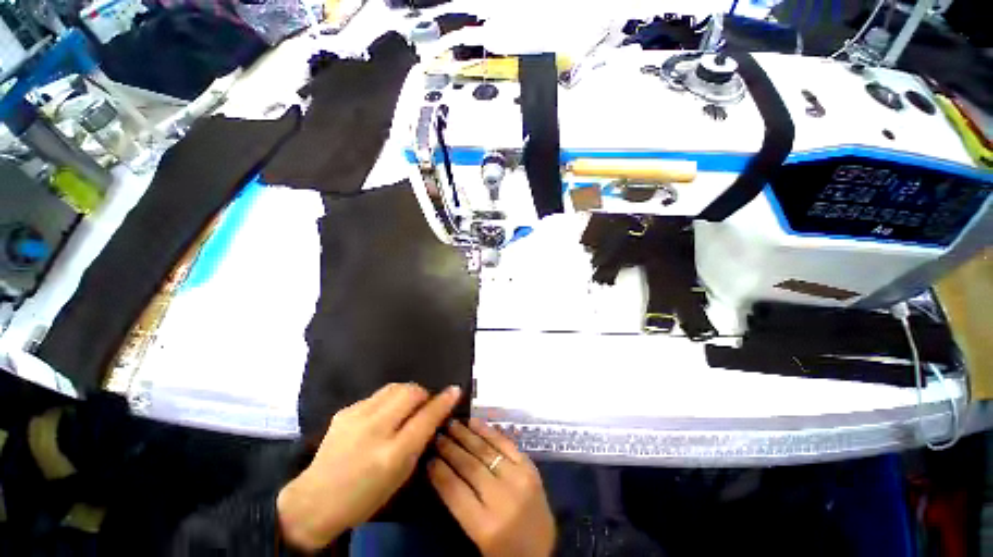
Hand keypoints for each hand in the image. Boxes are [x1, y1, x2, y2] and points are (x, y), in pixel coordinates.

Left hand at [277, 383, 461, 551]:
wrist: (315, 500)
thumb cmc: (365, 496)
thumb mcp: (400, 475)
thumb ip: (419, 441)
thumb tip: (435, 414)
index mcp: (392, 454)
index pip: (426, 418)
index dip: (444, 401)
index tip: (455, 389)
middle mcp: (375, 430)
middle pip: (410, 392)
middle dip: (423, 394)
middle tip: (423, 406)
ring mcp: (357, 417)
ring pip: (394, 387)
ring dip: (406, 393)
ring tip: (404, 407)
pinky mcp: (345, 410)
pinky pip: (377, 395)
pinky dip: (387, 401)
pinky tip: (381, 416)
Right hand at [428, 418, 555, 556]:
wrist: (542, 552)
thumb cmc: (503, 550)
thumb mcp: (476, 536)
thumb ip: (460, 505)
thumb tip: (440, 470)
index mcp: (486, 526)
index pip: (454, 491)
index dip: (439, 472)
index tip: (427, 457)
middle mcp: (502, 499)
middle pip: (470, 466)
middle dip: (450, 448)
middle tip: (436, 435)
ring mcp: (519, 479)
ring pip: (486, 451)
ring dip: (466, 435)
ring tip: (451, 424)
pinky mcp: (530, 468)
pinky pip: (506, 444)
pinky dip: (489, 431)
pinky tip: (475, 422)